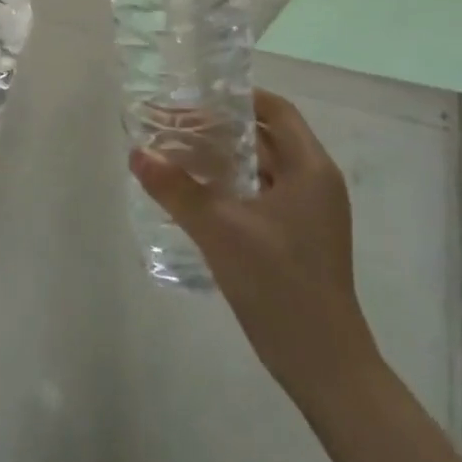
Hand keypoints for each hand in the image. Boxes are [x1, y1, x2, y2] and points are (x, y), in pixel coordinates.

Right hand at [131, 89, 380, 410]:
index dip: (238, 97)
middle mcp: (316, 183)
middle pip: (267, 137)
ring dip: (225, 158)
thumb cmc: (279, 285)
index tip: (196, 95)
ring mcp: (311, 214)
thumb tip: (137, 153)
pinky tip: (198, 195)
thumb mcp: (219, 230)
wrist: (324, 366)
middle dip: (222, 128)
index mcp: (310, 169)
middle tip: (175, 124)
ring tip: (178, 153)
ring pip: (264, 168)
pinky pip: (264, 195)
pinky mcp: (300, 239)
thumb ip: (176, 189)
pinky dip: (233, 186)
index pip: (276, 110)